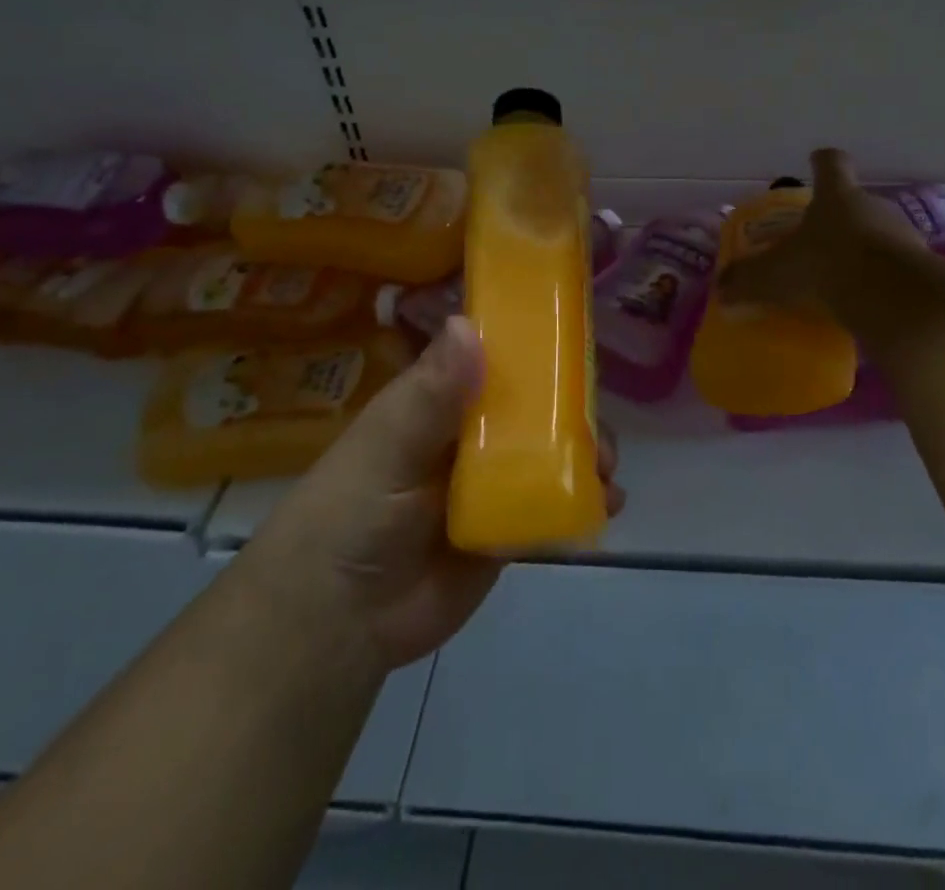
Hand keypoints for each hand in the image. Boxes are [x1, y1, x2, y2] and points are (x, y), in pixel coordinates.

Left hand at [245, 317, 623, 671]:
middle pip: (532, 408)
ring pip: (548, 454)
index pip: (491, 360)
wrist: (335, 623)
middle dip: (571, 410)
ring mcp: (489, 483)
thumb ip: (431, 393)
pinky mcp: (505, 529)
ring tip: (609, 468)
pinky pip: (550, 506)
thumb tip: (468, 322)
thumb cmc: (350, 514)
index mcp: (438, 402)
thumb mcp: (387, 445)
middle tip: (597, 425)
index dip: (532, 348)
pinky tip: (609, 502)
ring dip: (584, 454)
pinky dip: (583, 500)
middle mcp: (467, 436)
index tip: (575, 343)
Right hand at [719, 149, 924, 323]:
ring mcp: (902, 234)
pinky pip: (895, 267)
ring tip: (843, 277)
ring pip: (879, 234)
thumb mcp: (774, 275)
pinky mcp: (921, 265)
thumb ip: (747, 280)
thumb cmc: (825, 266)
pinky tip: (866, 301)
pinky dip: (881, 278)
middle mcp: (873, 205)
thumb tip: (721, 289)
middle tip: (819, 241)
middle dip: (839, 218)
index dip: (822, 163)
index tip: (816, 162)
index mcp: (836, 195)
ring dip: (863, 250)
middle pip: (855, 202)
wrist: (892, 297)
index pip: (831, 164)